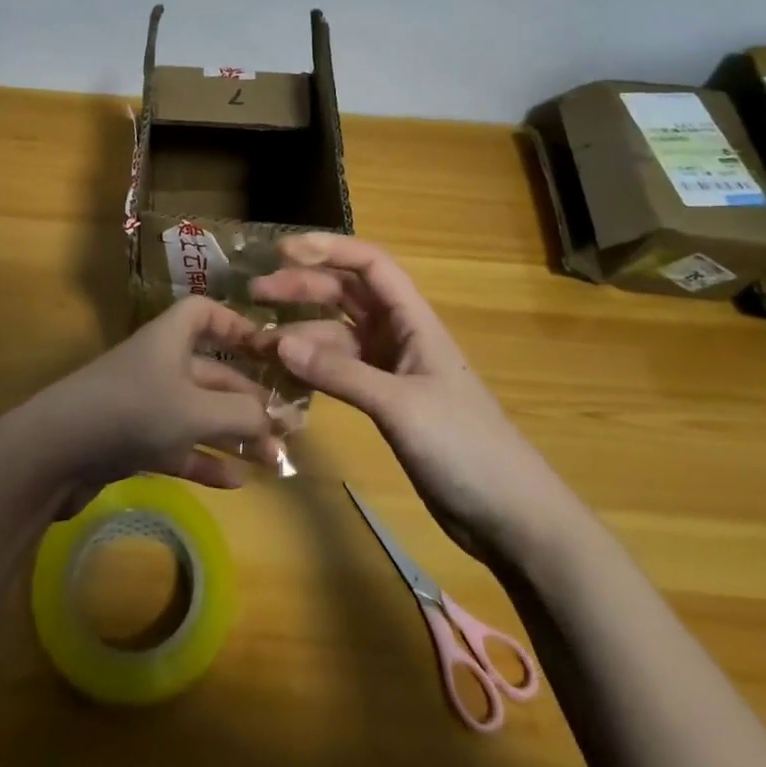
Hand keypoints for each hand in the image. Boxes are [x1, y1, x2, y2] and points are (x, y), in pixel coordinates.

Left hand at [19, 295, 277, 513]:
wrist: (56, 452)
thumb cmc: (133, 411)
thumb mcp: (196, 410)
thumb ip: (241, 414)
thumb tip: (271, 421)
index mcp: (170, 339)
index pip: (204, 313)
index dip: (235, 325)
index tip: (266, 350)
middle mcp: (158, 365)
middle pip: (211, 372)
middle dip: (248, 398)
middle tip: (286, 426)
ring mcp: (144, 405)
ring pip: (198, 414)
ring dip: (233, 434)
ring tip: (271, 458)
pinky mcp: (132, 441)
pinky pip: (178, 446)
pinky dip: (205, 461)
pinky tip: (236, 482)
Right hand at [252, 234, 563, 558]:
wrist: (510, 516)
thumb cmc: (465, 448)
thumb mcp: (399, 405)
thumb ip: (339, 373)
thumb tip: (279, 342)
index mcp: (414, 321)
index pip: (370, 266)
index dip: (328, 249)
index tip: (282, 251)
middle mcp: (400, 336)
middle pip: (346, 295)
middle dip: (302, 288)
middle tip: (255, 294)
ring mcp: (392, 370)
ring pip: (337, 334)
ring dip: (300, 333)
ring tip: (257, 344)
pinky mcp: (385, 402)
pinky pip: (339, 370)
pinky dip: (312, 367)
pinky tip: (283, 374)